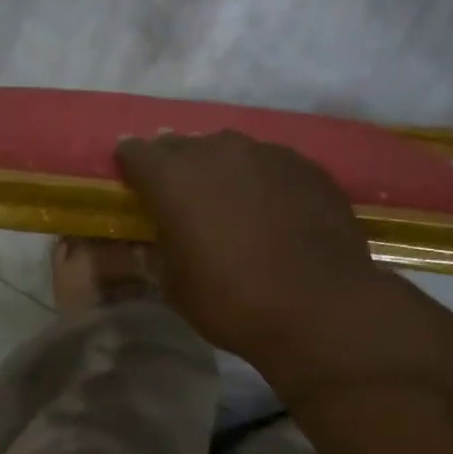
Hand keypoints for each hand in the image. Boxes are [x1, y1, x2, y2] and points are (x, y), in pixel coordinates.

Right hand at [115, 130, 386, 363]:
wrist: (320, 307)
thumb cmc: (232, 302)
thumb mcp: (174, 285)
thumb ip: (159, 249)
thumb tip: (158, 236)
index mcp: (173, 177)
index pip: (136, 152)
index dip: (131, 168)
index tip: (135, 187)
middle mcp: (217, 151)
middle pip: (183, 146)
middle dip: (176, 168)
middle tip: (182, 200)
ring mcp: (267, 153)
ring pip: (231, 152)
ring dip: (222, 172)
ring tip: (232, 204)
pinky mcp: (306, 166)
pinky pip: (271, 165)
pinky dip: (263, 181)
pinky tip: (274, 212)